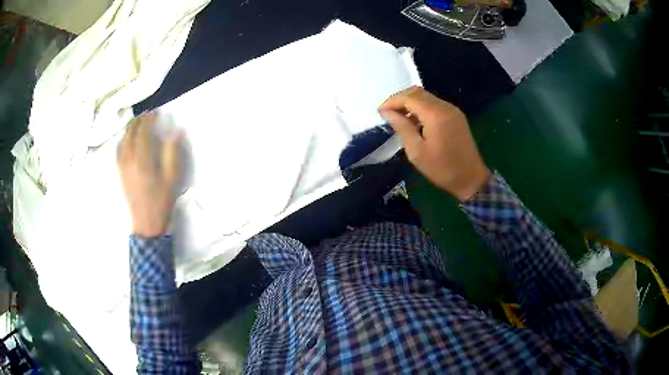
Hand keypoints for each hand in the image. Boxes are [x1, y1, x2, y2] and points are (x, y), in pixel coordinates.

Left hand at [117, 112, 182, 237]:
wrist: (146, 222)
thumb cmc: (161, 201)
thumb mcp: (172, 178)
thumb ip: (173, 153)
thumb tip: (176, 131)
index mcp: (143, 161)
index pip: (143, 132)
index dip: (149, 120)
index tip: (156, 112)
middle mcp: (129, 160)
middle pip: (130, 133)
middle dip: (138, 120)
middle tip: (147, 114)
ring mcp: (122, 166)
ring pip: (122, 140)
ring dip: (130, 128)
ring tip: (138, 122)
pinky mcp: (120, 172)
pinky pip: (118, 150)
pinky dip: (123, 139)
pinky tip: (127, 138)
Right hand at [379, 86, 489, 201]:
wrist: (471, 179)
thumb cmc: (442, 169)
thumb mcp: (417, 151)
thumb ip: (402, 127)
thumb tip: (388, 112)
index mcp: (435, 114)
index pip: (409, 97)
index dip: (392, 101)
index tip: (379, 112)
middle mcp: (445, 106)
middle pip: (417, 92)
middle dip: (400, 99)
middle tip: (387, 113)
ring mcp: (452, 110)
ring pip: (426, 97)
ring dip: (410, 103)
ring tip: (399, 118)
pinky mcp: (456, 116)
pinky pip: (435, 104)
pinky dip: (421, 108)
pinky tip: (415, 121)